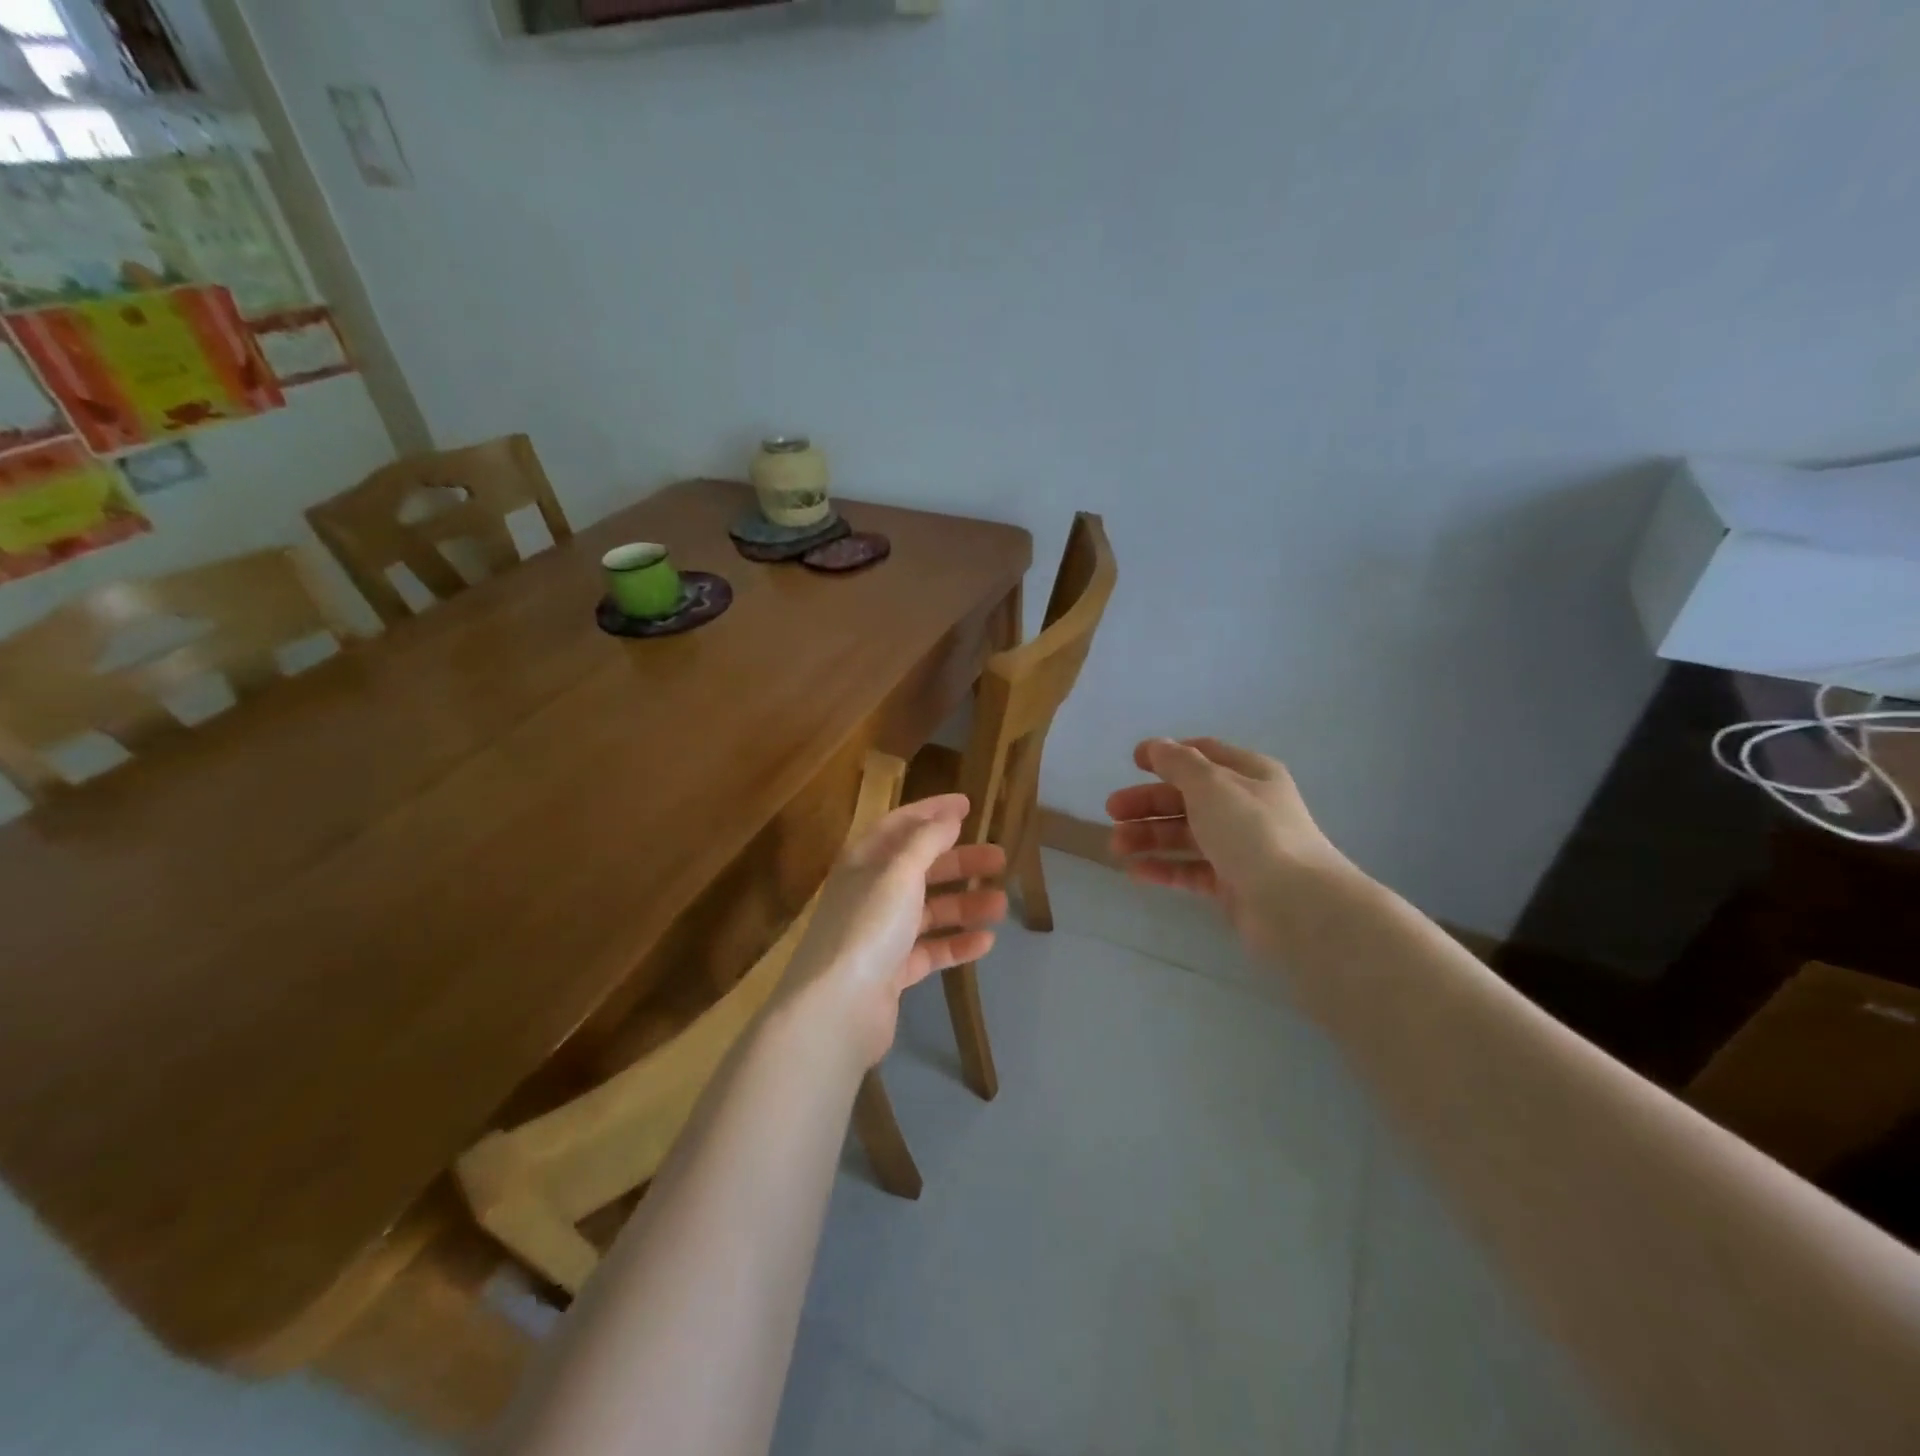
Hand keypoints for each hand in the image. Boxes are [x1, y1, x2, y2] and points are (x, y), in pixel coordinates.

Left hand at [783, 794, 1007, 1069]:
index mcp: (864, 862)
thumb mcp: (899, 873)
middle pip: (920, 868)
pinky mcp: (891, 972)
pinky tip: (986, 942)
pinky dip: (956, 944)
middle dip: (960, 861)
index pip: (900, 825)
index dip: (932, 812)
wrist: (837, 1008)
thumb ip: (927, 841)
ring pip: (929, 911)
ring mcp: (880, 935)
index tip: (968, 805)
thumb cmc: (868, 926)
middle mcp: (870, 893)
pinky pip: (930, 950)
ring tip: (1001, 904)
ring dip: (965, 904)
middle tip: (1000, 859)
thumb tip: (949, 816)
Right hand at [1106, 738, 1355, 959]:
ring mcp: (1240, 847)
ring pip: (1186, 835)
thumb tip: (1156, 746)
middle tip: (1111, 811)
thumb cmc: (1251, 831)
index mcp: (1249, 774)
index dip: (1168, 755)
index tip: (1133, 762)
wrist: (1295, 903)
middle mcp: (1245, 807)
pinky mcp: (1232, 884)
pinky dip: (1164, 868)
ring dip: (1149, 836)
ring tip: (1116, 847)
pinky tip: (1135, 872)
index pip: (1203, 755)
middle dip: (1148, 802)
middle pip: (1187, 797)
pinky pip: (1191, 870)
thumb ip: (1178, 763)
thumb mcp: (1210, 784)